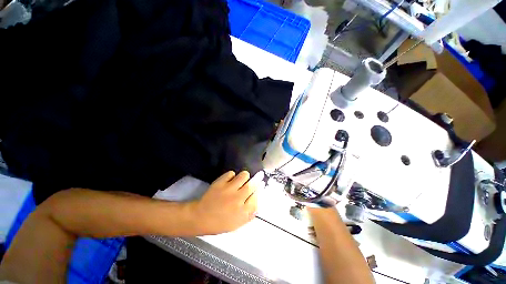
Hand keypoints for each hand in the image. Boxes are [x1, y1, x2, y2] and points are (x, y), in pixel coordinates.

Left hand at [188, 170, 264, 234]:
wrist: (200, 218)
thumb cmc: (219, 223)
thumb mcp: (237, 224)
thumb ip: (249, 215)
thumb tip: (258, 204)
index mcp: (242, 211)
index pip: (256, 197)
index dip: (260, 189)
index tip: (262, 184)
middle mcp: (238, 199)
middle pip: (252, 185)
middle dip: (258, 178)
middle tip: (260, 174)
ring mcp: (229, 189)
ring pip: (243, 176)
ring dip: (245, 175)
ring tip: (244, 177)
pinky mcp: (220, 183)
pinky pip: (231, 173)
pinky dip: (232, 175)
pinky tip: (230, 179)